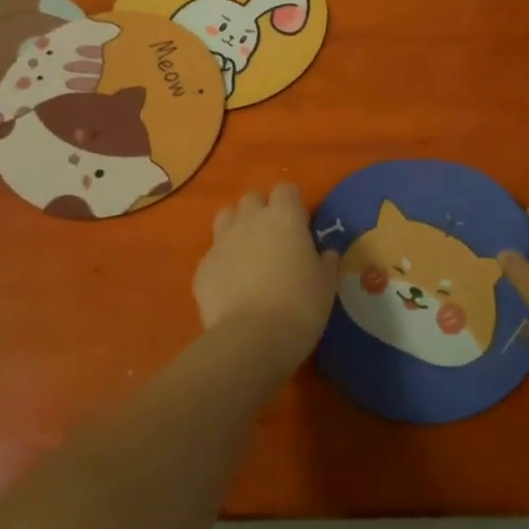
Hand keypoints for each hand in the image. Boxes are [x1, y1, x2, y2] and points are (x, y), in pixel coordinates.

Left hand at [196, 185, 339, 372]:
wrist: (252, 338)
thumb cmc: (300, 305)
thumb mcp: (326, 283)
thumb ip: (326, 260)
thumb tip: (325, 252)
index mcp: (284, 217)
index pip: (286, 189)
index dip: (293, 204)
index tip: (300, 225)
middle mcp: (250, 220)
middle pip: (252, 198)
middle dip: (262, 211)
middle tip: (274, 238)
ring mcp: (222, 242)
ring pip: (226, 216)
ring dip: (237, 226)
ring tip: (248, 252)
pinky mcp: (202, 267)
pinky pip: (213, 253)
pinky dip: (222, 261)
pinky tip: (232, 284)